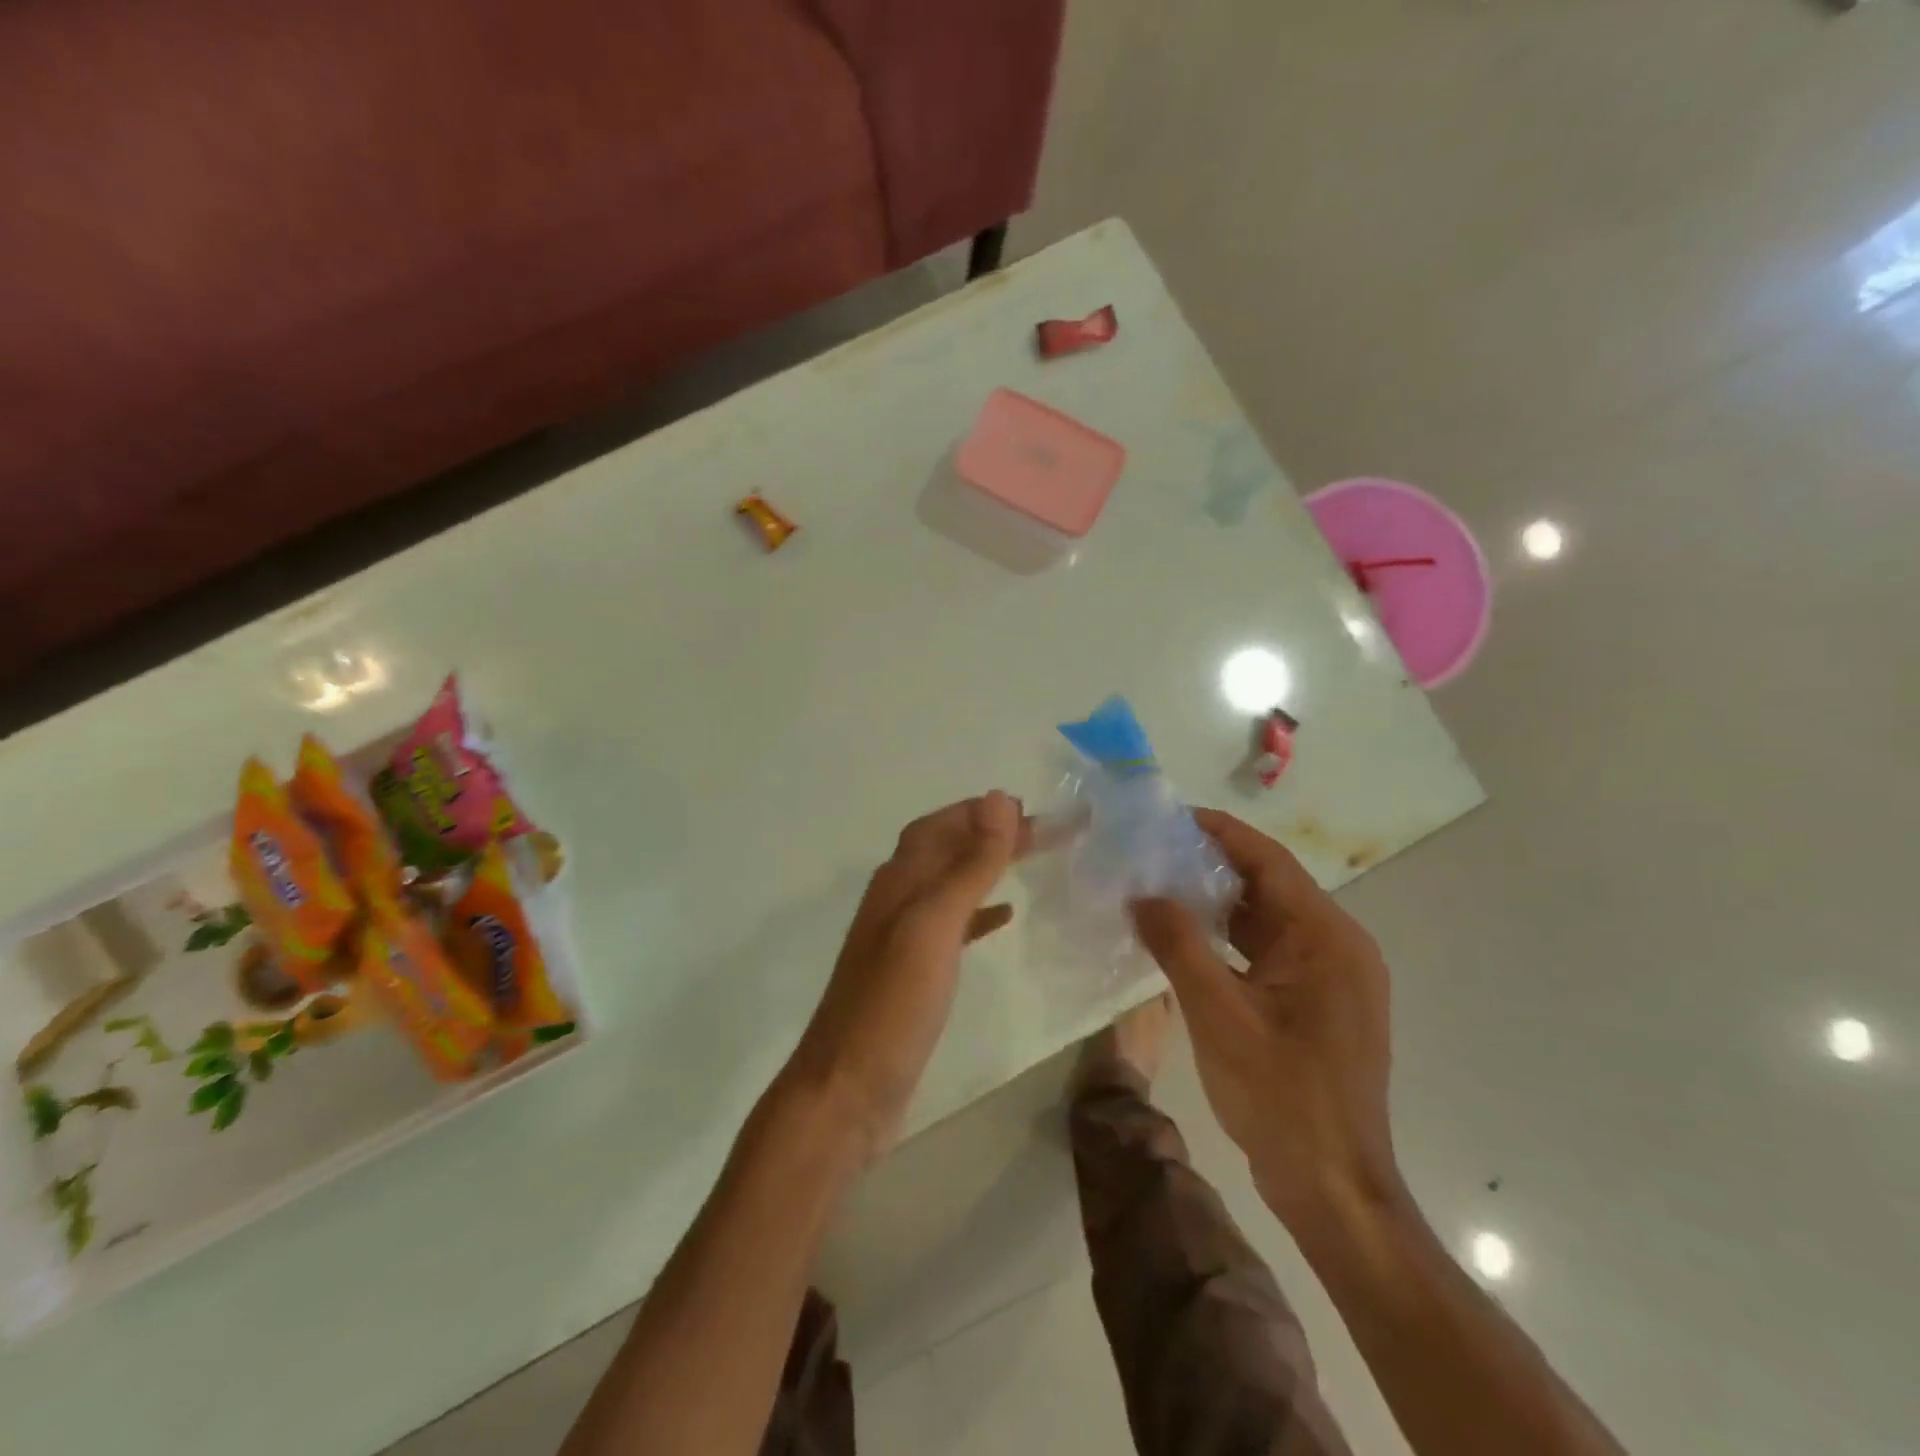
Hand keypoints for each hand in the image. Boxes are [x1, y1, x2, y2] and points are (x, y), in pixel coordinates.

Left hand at [783, 792, 1024, 1163]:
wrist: (848, 1090)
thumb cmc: (893, 1004)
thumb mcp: (934, 926)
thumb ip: (969, 865)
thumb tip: (1000, 799)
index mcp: (899, 881)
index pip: (941, 825)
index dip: (981, 812)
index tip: (1031, 809)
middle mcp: (897, 900)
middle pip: (946, 850)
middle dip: (989, 834)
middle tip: (1042, 832)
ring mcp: (902, 939)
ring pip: (950, 884)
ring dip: (987, 866)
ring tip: (1030, 860)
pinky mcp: (914, 973)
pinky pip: (953, 925)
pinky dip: (980, 910)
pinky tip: (1005, 916)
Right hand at [1131, 809, 1402, 1230]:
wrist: (1333, 1188)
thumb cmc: (1280, 1096)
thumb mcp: (1218, 1014)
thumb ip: (1177, 945)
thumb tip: (1141, 894)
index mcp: (1326, 937)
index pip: (1268, 860)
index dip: (1218, 832)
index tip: (1167, 816)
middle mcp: (1338, 945)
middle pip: (1269, 885)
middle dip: (1210, 865)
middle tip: (1151, 851)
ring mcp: (1332, 975)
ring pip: (1268, 919)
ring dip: (1217, 903)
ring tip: (1159, 886)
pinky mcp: (1319, 1001)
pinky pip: (1270, 950)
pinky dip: (1230, 938)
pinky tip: (1186, 938)